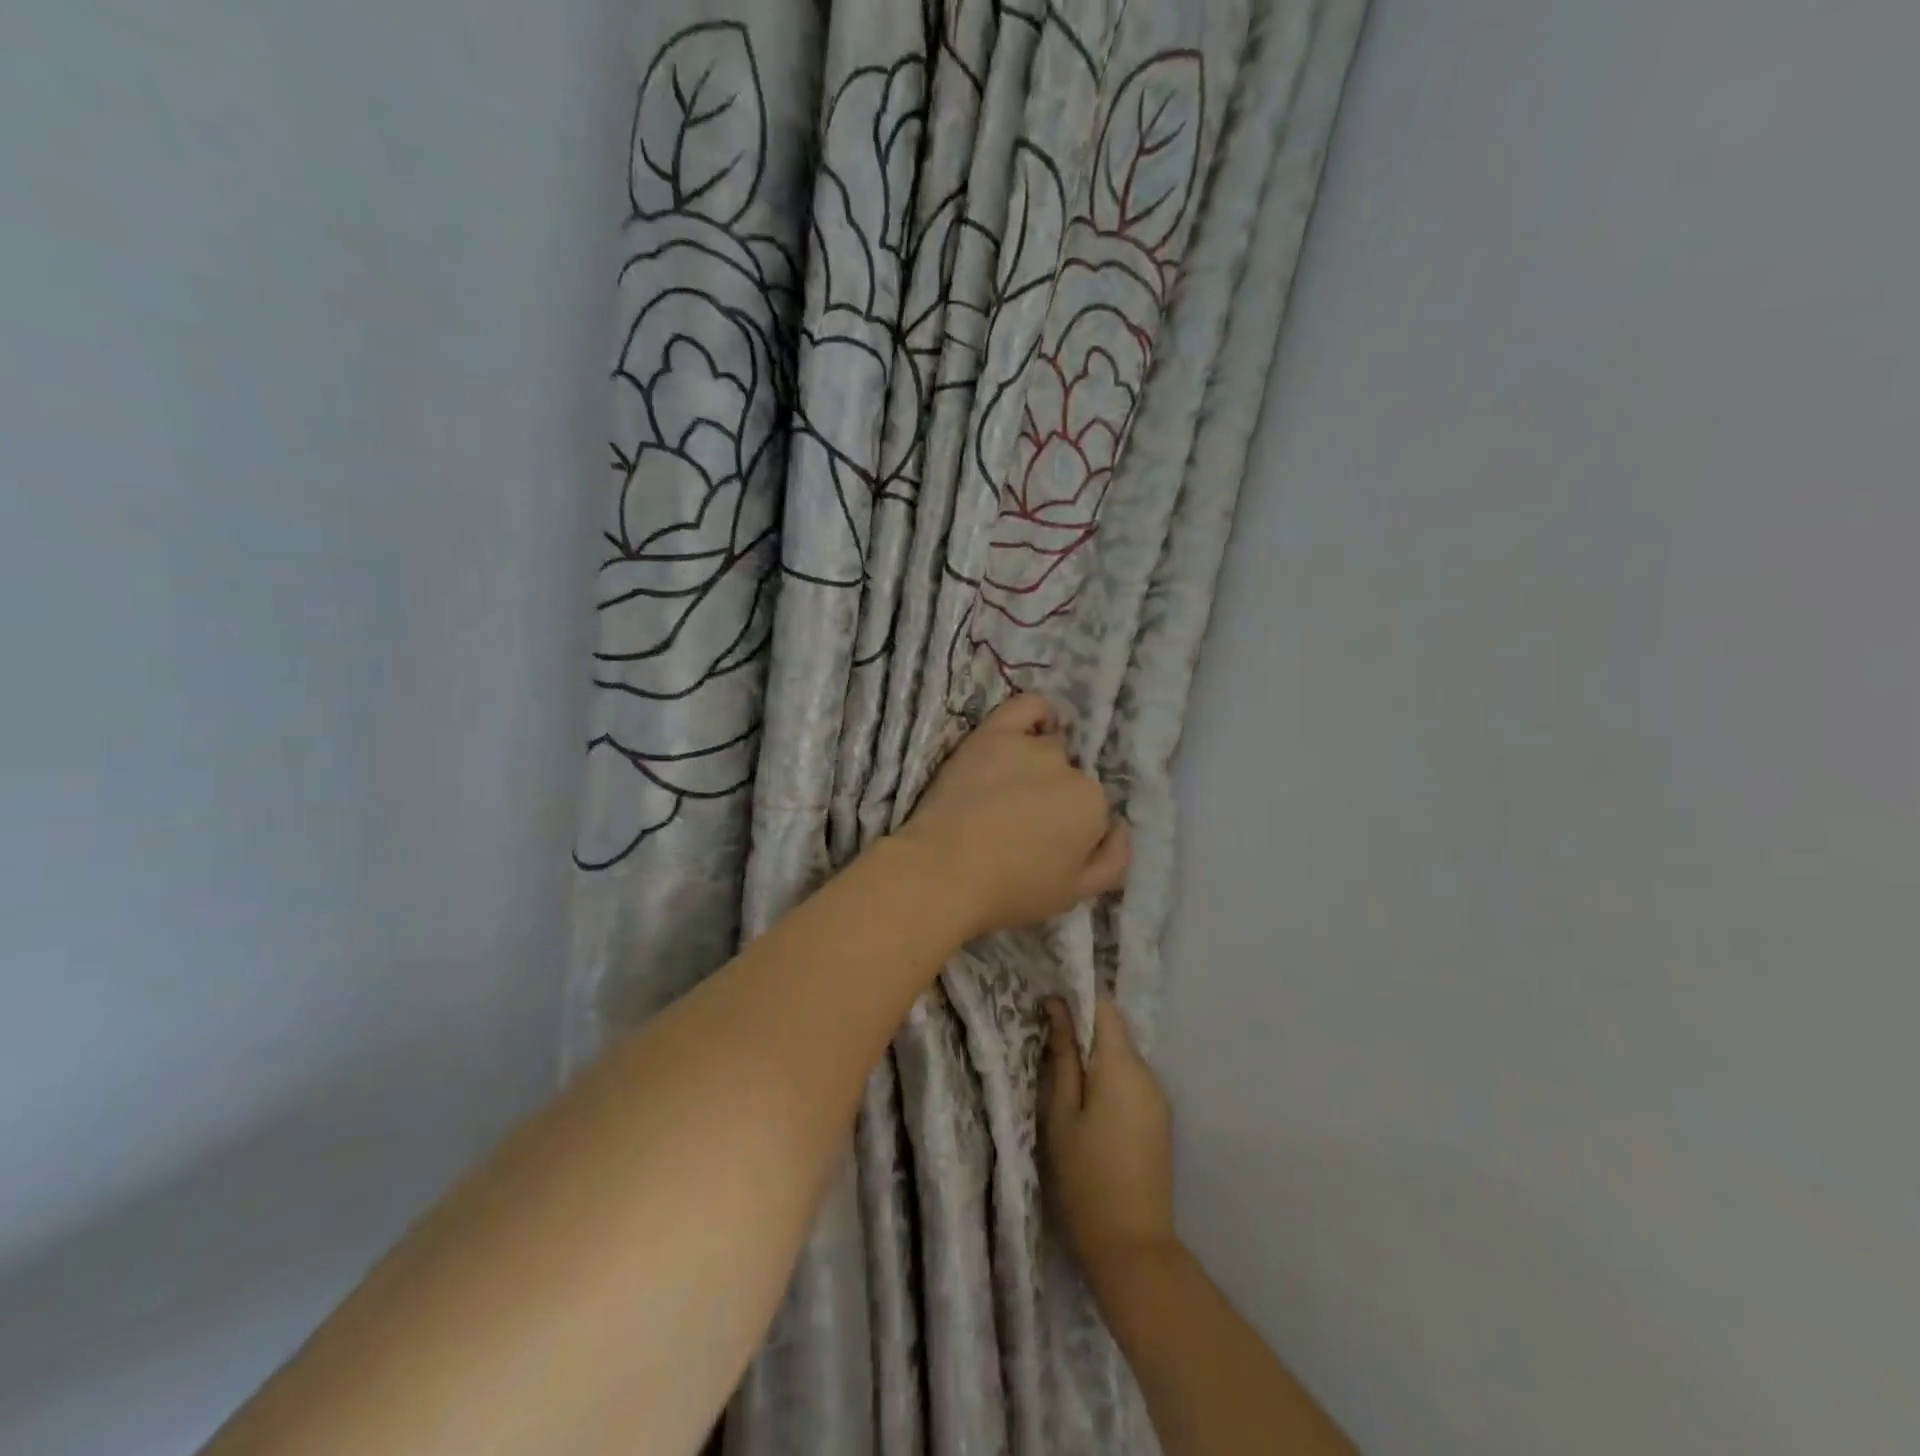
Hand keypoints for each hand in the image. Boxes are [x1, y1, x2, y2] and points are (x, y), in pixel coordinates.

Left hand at [894, 694, 1129, 939]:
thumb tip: (1122, 827)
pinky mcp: (992, 734)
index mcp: (1092, 805)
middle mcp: (1068, 767)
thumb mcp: (1076, 894)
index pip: (1093, 808)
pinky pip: (1027, 706)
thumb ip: (1114, 860)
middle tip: (1023, 823)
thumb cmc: (1011, 890)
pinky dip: (1038, 713)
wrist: (943, 872)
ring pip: (1048, 748)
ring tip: (1010, 791)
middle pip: (1070, 776)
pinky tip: (1032, 728)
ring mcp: (1029, 746)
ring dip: (1038, 765)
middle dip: (1055, 798)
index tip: (1048, 844)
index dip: (1073, 827)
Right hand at [1042, 993, 1177, 1286]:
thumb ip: (1062, 1055)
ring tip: (1060, 1068)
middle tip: (1044, 1034)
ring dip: (1094, 1055)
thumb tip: (1057, 1005)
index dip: (1078, 993)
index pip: (1105, 1006)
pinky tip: (1086, 1100)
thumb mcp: (1061, 1113)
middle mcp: (1147, 1072)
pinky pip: (1131, 1081)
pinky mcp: (1159, 1119)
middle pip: (1114, 1031)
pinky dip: (1108, 1078)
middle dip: (1082, 1027)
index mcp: (1122, 1065)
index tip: (1049, 994)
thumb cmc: (1085, 1176)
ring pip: (1122, 1056)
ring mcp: (1158, 1097)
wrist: (1133, 1246)